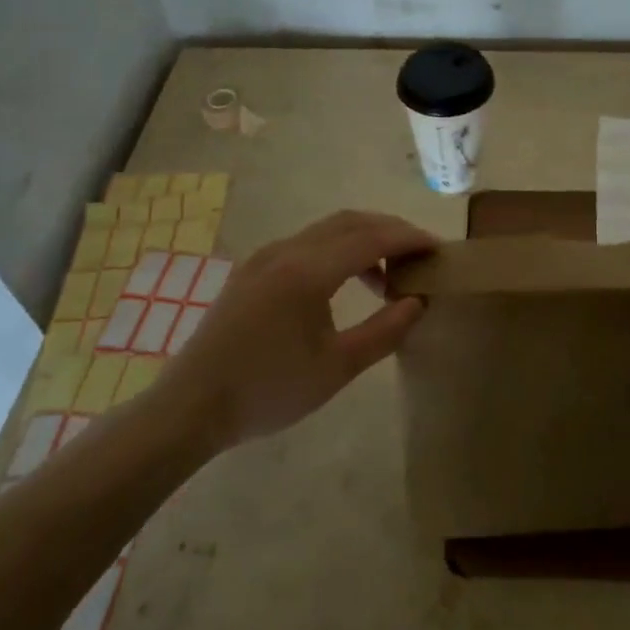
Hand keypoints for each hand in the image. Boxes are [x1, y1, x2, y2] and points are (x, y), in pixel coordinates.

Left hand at [159, 210, 437, 454]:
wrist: (190, 408)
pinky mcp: (252, 269)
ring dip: (364, 239)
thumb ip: (385, 331)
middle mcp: (286, 250)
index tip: (439, 249)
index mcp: (308, 271)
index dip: (410, 239)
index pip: (372, 238)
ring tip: (387, 276)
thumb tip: (418, 301)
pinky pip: (306, 242)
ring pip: (326, 229)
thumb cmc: (268, 391)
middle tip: (420, 254)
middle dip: (390, 231)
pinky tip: (345, 281)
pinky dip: (337, 248)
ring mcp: (265, 256)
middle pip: (351, 221)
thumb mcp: (337, 368)